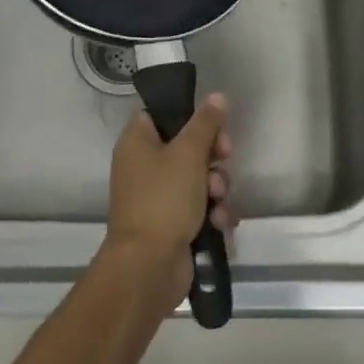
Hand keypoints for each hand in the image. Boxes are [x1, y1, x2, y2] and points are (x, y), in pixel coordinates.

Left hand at [104, 94, 234, 306]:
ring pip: (199, 179)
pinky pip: (199, 208)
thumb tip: (216, 96)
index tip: (214, 124)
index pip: (163, 114)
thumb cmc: (164, 199)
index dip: (191, 116)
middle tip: (225, 158)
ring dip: (217, 188)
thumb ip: (205, 123)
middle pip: (187, 146)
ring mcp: (158, 197)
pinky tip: (221, 223)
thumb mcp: (188, 154)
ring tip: (218, 201)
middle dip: (213, 156)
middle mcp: (144, 166)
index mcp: (138, 142)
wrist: (149, 267)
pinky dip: (213, 213)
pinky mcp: (172, 224)